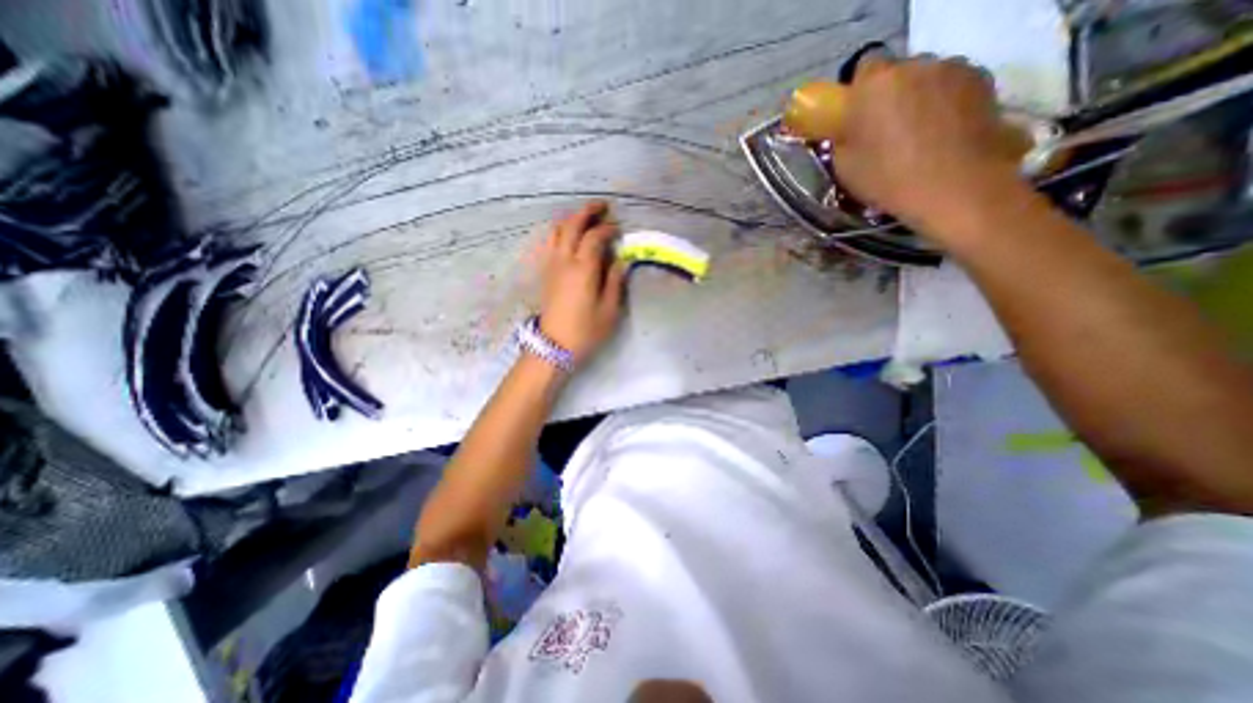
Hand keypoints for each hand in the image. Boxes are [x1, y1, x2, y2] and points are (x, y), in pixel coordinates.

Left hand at [536, 201, 625, 367]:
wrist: (554, 346)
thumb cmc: (586, 330)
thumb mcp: (609, 310)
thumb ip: (615, 281)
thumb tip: (620, 260)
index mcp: (583, 269)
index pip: (594, 237)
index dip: (608, 229)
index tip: (619, 230)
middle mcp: (564, 260)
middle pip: (571, 225)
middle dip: (587, 211)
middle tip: (602, 206)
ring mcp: (551, 265)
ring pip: (557, 230)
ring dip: (571, 218)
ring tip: (585, 217)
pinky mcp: (545, 272)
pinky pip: (550, 242)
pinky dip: (560, 231)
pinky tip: (568, 235)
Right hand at [830, 55, 1026, 234]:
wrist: (953, 186)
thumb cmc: (887, 178)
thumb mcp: (844, 165)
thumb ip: (843, 137)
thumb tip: (846, 129)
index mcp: (875, 83)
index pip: (862, 67)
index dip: (858, 92)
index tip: (856, 117)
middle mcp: (915, 65)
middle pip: (897, 73)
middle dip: (889, 95)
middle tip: (884, 130)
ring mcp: (954, 69)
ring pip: (926, 78)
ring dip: (918, 97)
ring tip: (918, 134)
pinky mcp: (984, 81)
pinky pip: (952, 87)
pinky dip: (945, 104)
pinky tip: (943, 134)